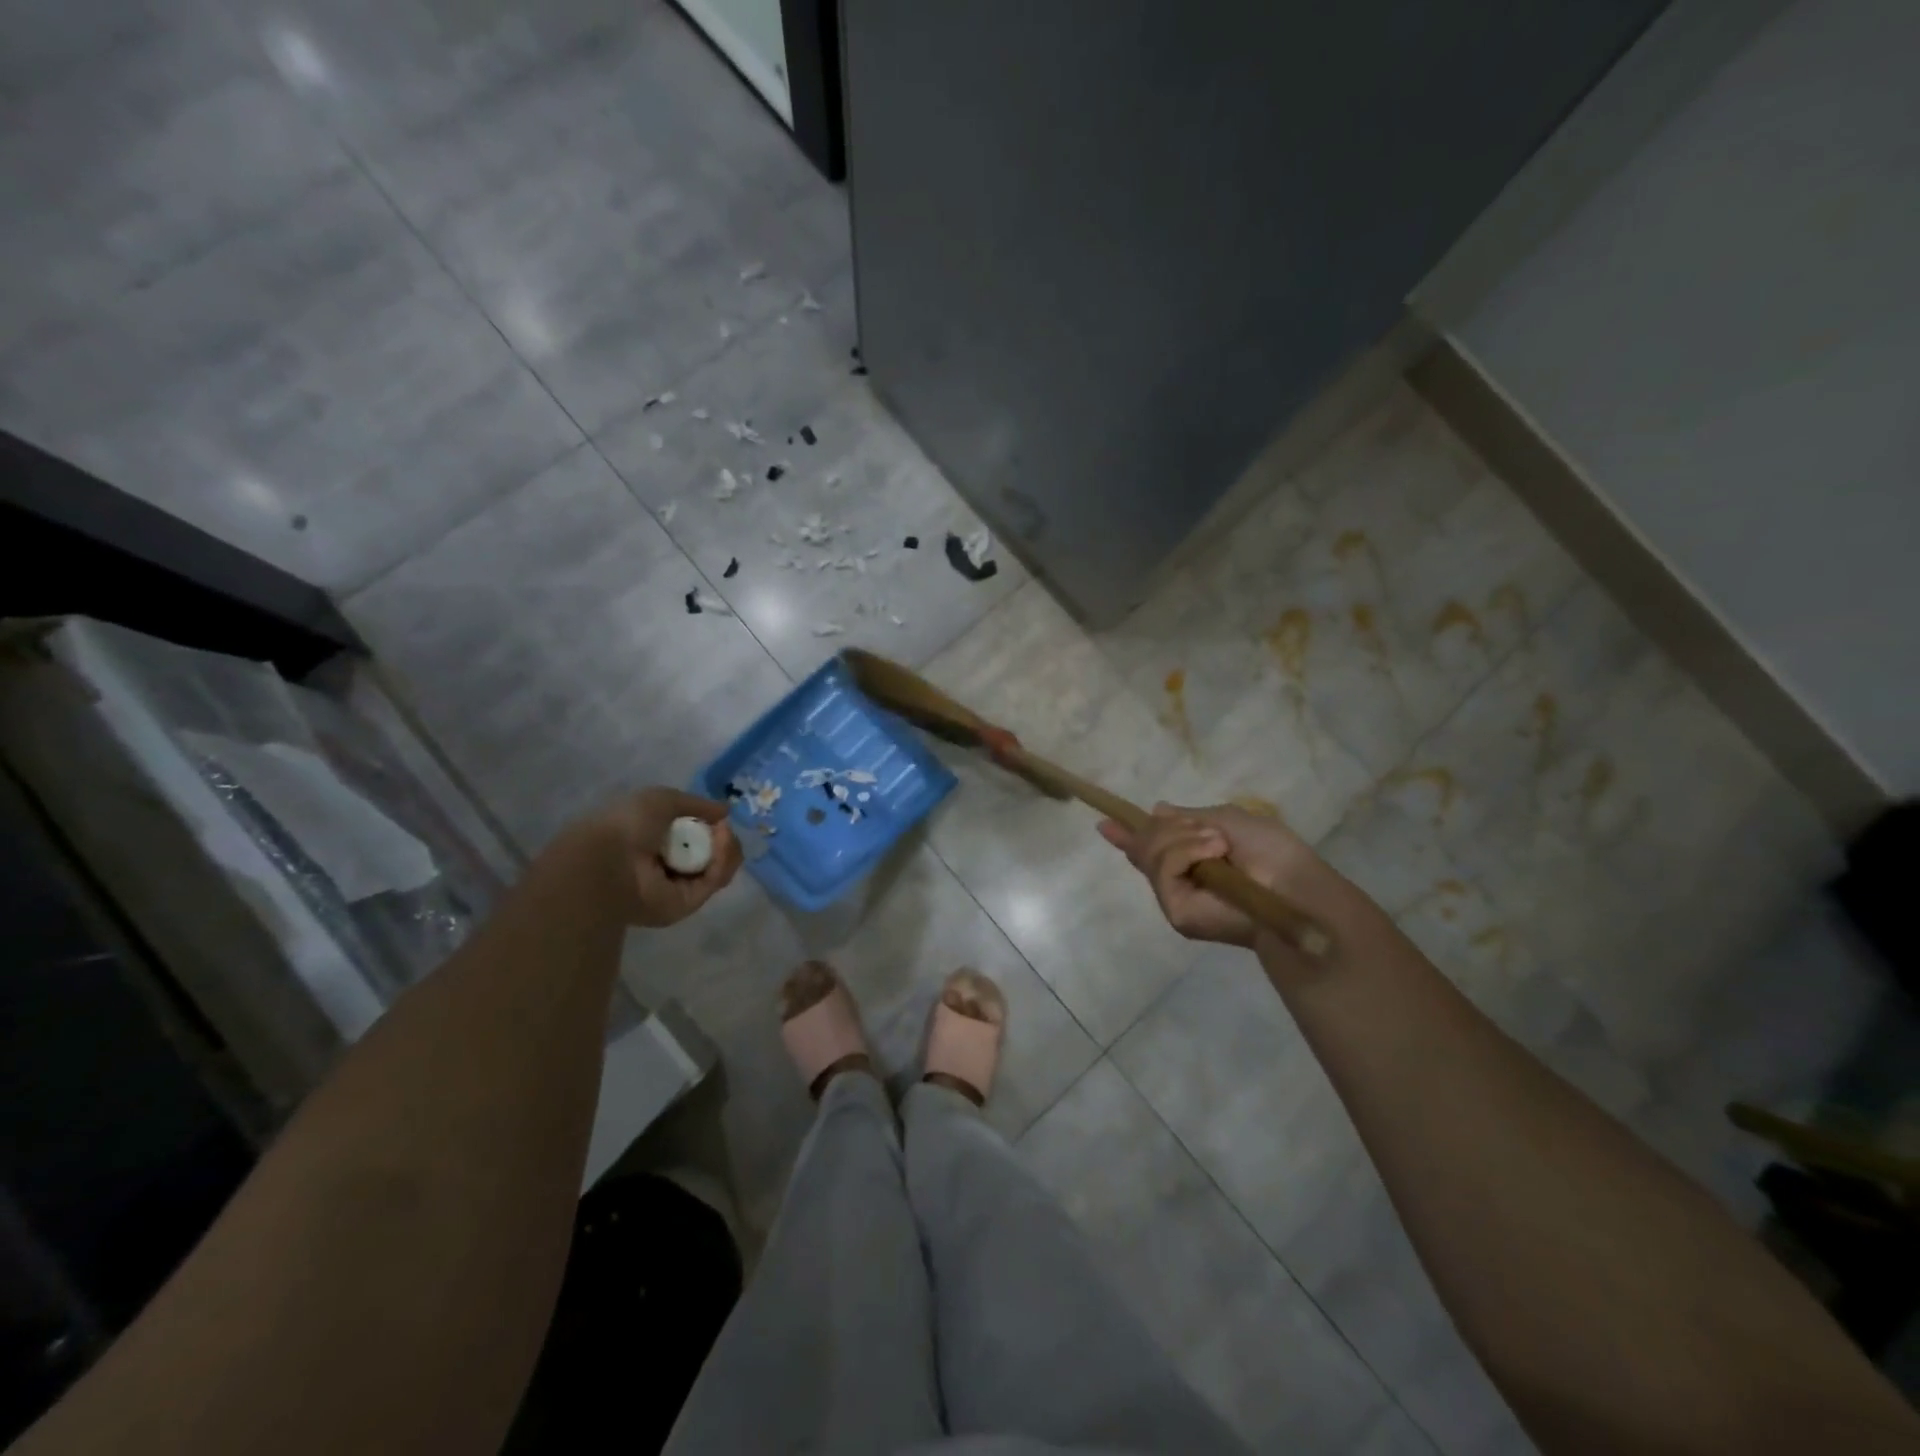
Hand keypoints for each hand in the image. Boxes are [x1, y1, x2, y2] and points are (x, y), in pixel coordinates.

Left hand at [580, 787, 742, 927]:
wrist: (609, 861)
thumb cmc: (629, 824)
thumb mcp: (663, 799)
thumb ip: (697, 804)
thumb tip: (726, 812)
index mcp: (658, 839)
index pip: (697, 835)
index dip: (712, 826)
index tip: (719, 818)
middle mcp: (669, 863)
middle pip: (713, 852)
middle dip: (724, 839)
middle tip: (722, 830)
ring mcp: (679, 885)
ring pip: (719, 867)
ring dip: (727, 849)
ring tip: (723, 836)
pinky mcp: (687, 903)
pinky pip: (714, 882)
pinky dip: (722, 863)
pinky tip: (721, 846)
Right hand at [1097, 802, 1349, 953]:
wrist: (1295, 888)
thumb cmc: (1273, 852)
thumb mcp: (1228, 819)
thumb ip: (1188, 818)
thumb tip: (1157, 810)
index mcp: (1192, 858)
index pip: (1151, 848)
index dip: (1128, 835)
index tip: (1104, 823)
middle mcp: (1179, 879)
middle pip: (1146, 843)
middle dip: (1170, 828)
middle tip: (1213, 835)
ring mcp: (1175, 896)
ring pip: (1152, 852)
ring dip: (1185, 838)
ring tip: (1220, 845)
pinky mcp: (1176, 911)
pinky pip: (1164, 867)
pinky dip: (1187, 852)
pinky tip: (1214, 853)